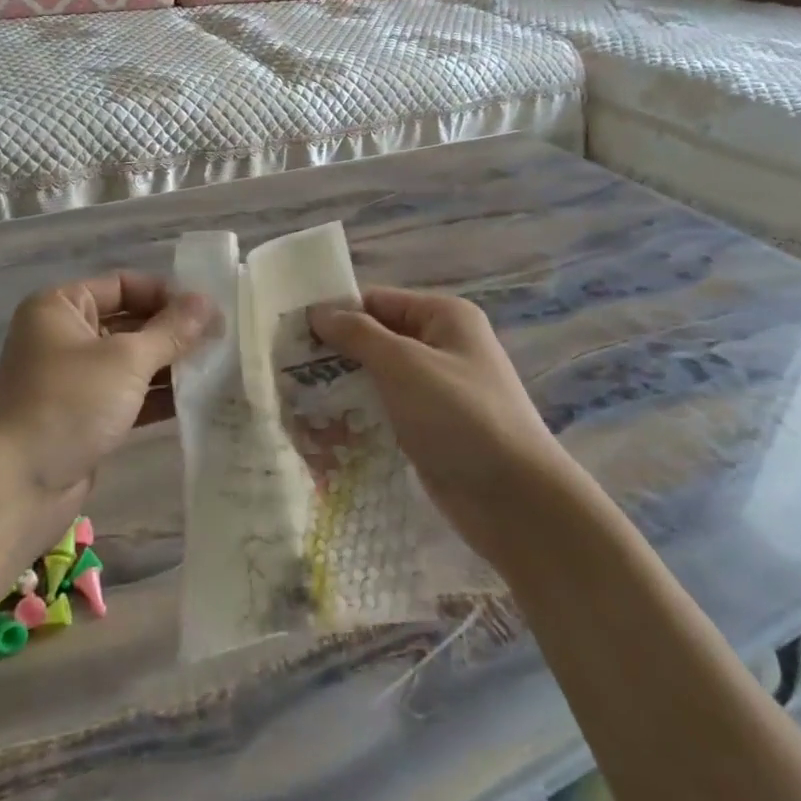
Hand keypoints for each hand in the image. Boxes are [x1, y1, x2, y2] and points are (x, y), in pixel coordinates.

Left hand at [0, 273, 212, 547]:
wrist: (19, 485)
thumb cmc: (69, 403)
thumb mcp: (126, 359)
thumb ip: (171, 331)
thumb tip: (207, 302)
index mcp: (61, 307)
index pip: (122, 284)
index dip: (165, 294)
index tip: (208, 310)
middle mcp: (64, 336)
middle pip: (128, 322)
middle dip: (172, 332)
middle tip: (221, 339)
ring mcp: (74, 379)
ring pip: (130, 361)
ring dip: (170, 365)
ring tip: (218, 367)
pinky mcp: (85, 416)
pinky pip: (128, 395)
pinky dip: (157, 396)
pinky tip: (197, 399)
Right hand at [307, 286, 579, 559]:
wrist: (514, 499)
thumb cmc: (459, 417)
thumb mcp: (404, 364)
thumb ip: (358, 334)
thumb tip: (318, 312)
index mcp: (443, 317)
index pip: (376, 301)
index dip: (335, 314)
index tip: (290, 335)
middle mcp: (441, 346)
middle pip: (375, 338)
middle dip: (335, 354)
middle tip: (286, 370)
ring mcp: (437, 389)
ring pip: (377, 377)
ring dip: (343, 387)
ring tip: (297, 400)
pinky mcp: (430, 427)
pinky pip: (386, 409)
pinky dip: (360, 414)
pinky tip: (326, 428)